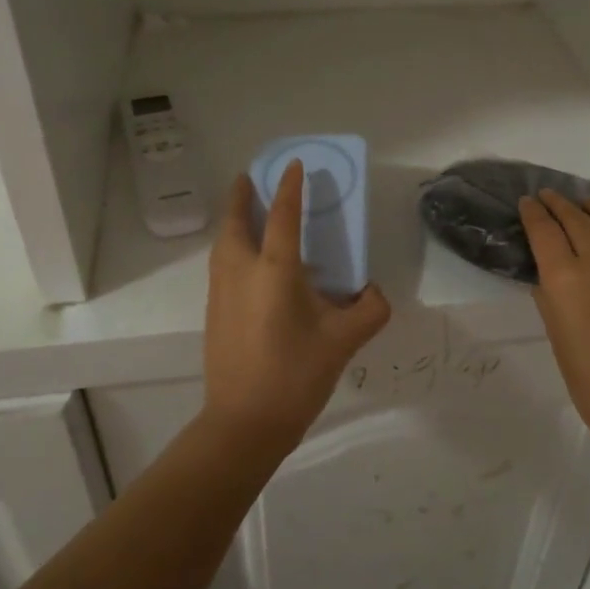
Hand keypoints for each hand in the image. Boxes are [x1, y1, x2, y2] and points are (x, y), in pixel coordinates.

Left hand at [202, 161, 390, 451]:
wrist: (243, 424)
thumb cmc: (295, 375)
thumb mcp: (343, 342)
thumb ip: (369, 311)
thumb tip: (375, 294)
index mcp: (275, 271)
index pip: (284, 216)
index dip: (290, 187)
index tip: (294, 164)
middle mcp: (242, 272)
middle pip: (236, 221)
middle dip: (242, 195)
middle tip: (251, 178)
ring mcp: (222, 292)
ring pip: (224, 243)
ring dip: (234, 220)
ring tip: (248, 212)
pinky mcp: (214, 312)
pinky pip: (221, 264)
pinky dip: (232, 246)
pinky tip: (248, 262)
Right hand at [520, 190, 589, 460]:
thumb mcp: (556, 334)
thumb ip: (550, 295)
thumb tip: (550, 273)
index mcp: (565, 276)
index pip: (543, 228)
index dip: (533, 211)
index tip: (528, 202)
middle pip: (576, 218)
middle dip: (559, 203)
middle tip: (551, 196)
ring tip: (588, 203)